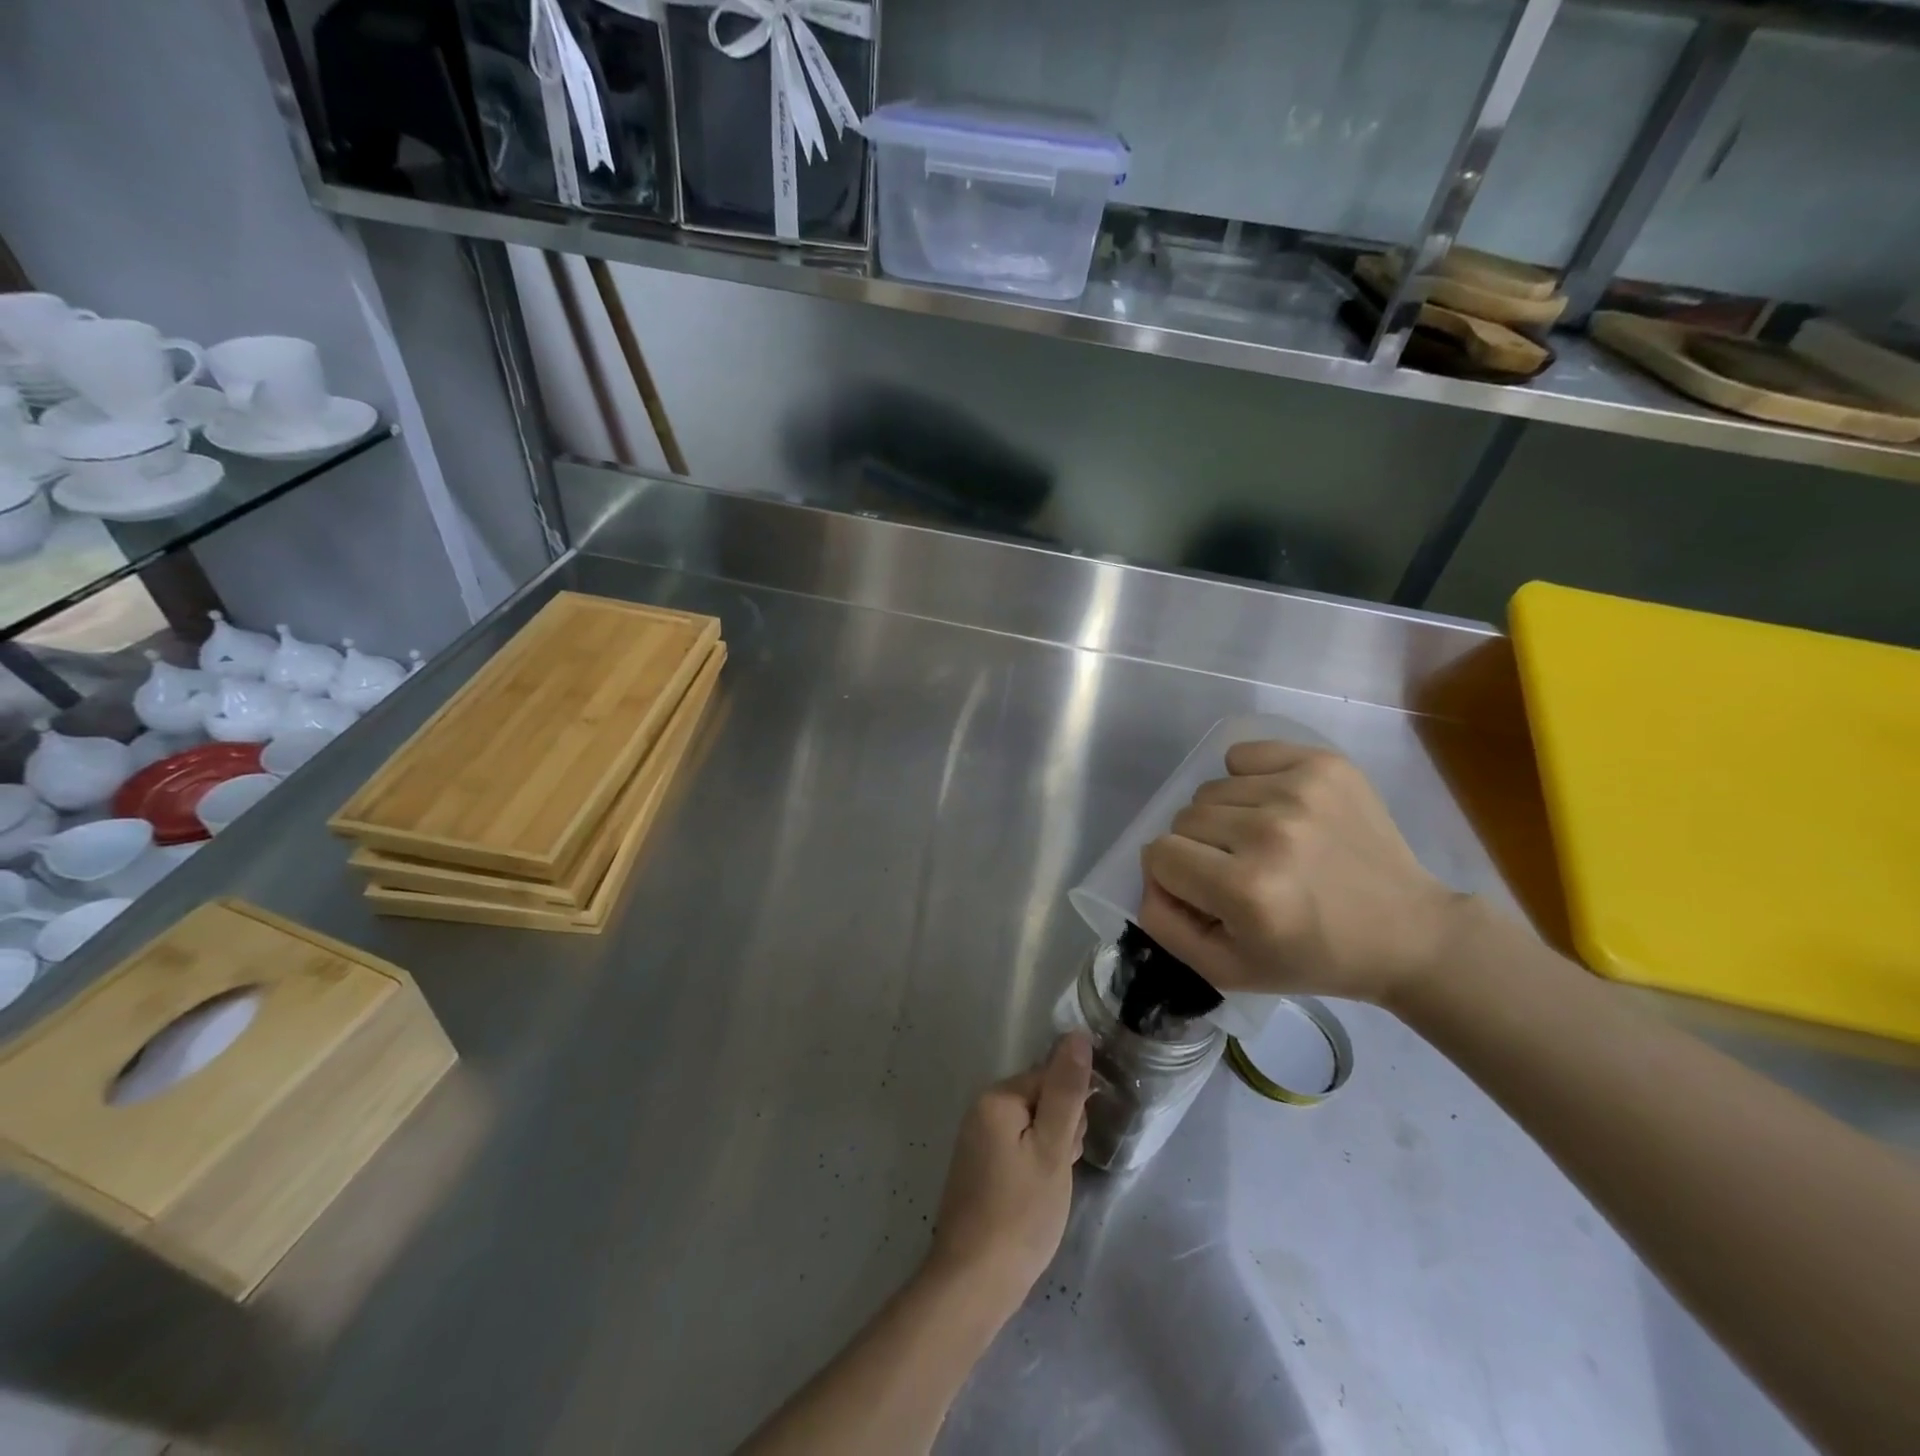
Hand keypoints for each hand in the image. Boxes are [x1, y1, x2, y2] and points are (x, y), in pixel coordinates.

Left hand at [928, 1034, 1091, 1311]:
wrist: (974, 1282)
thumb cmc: (1020, 1213)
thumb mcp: (1053, 1150)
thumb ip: (1066, 1090)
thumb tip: (1077, 1034)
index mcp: (997, 1097)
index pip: (1051, 1078)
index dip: (1072, 1112)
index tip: (1071, 1149)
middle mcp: (982, 1108)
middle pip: (1042, 1100)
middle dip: (1061, 1132)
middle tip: (1057, 1173)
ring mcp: (977, 1138)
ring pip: (1034, 1127)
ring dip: (1050, 1152)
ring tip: (1047, 1191)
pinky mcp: (979, 1165)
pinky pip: (1018, 1148)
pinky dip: (1034, 1167)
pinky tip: (1035, 1198)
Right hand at [1137, 741, 1464, 1005]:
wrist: (1407, 933)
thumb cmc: (1312, 957)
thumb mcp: (1227, 970)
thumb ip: (1165, 926)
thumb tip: (1149, 876)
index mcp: (1246, 890)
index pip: (1159, 853)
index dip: (1173, 876)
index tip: (1206, 893)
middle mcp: (1269, 832)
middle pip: (1183, 817)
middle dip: (1198, 848)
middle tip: (1238, 871)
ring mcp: (1299, 791)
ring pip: (1211, 789)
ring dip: (1224, 817)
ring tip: (1264, 843)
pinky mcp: (1323, 765)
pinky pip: (1244, 755)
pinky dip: (1247, 779)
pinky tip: (1276, 807)